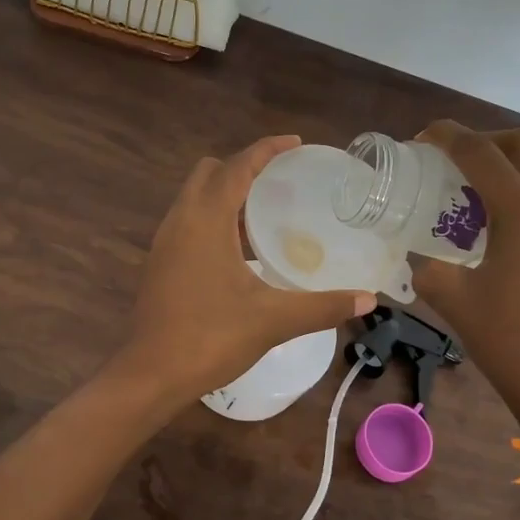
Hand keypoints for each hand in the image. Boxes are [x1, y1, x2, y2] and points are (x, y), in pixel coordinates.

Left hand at [122, 136, 374, 401]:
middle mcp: (179, 221)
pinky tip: (238, 251)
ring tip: (264, 214)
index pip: (237, 167)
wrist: (152, 375)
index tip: (296, 144)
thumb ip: (322, 306)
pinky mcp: (158, 264)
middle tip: (279, 183)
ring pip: (194, 198)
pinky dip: (212, 219)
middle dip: (242, 168)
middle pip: (209, 173)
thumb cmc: (210, 338)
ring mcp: (164, 243)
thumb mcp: (273, 320)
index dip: (266, 149)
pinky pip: (187, 222)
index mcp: (205, 220)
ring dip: (225, 195)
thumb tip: (368, 301)